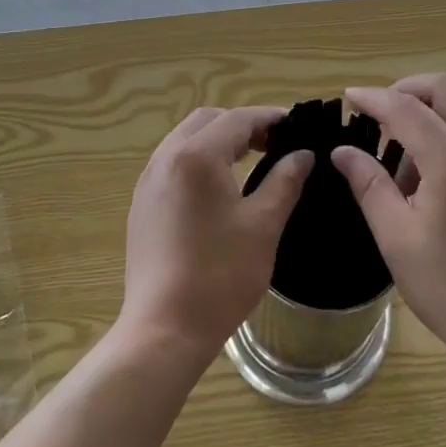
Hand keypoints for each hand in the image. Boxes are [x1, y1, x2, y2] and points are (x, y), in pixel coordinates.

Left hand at [118, 106, 312, 364]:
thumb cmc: (220, 275)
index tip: (297, 125)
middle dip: (242, 125)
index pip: (237, 119)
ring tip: (251, 160)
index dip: (270, 117)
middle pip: (207, 121)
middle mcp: (166, 159)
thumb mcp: (263, 225)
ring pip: (186, 140)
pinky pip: (173, 163)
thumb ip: (284, 181)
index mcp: (196, 156)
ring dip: (219, 140)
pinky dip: (199, 159)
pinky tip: (219, 187)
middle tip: (275, 143)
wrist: (164, 329)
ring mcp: (148, 182)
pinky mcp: (142, 204)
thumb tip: (303, 154)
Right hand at [333, 76, 445, 377]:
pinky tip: (430, 178)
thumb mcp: (397, 239)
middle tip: (380, 115)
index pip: (407, 108)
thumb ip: (369, 185)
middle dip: (409, 90)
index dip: (374, 98)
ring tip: (402, 160)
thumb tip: (343, 151)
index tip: (348, 97)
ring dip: (431, 113)